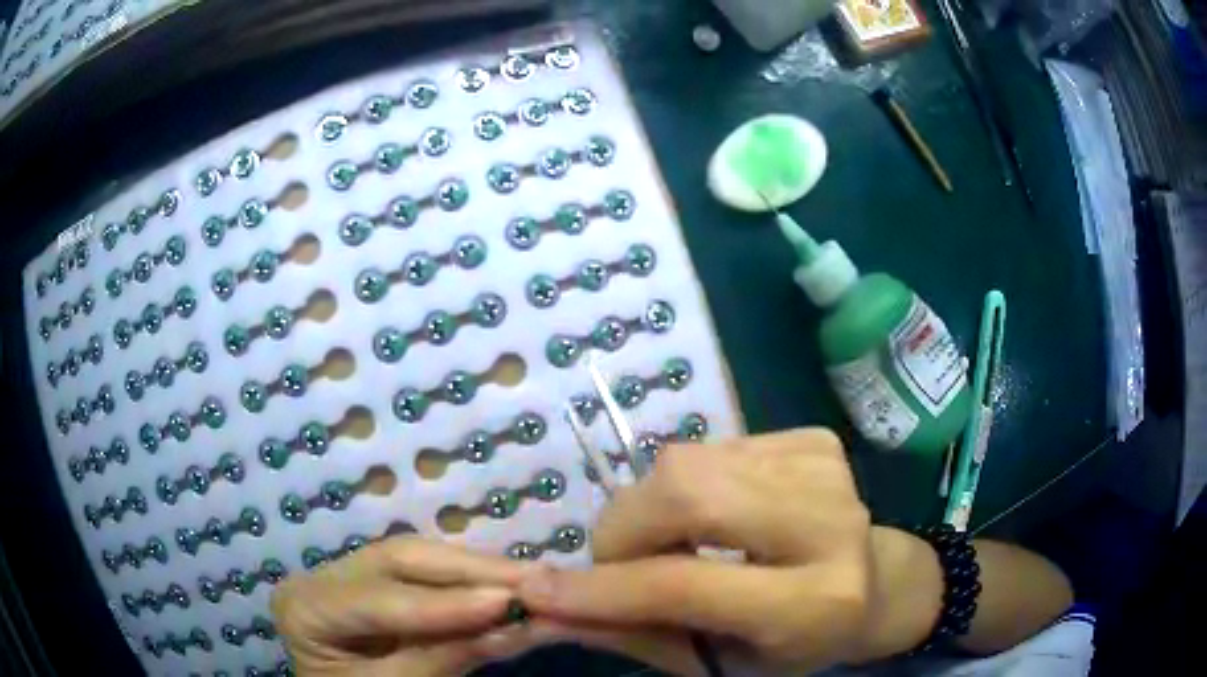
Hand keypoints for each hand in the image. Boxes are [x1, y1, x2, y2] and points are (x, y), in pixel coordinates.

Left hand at [271, 537, 545, 675]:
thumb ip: (444, 659)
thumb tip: (515, 626)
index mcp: (305, 608)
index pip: (380, 602)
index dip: (445, 604)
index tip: (509, 601)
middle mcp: (322, 575)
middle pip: (401, 560)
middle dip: (472, 570)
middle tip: (536, 577)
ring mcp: (348, 571)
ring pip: (418, 556)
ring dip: (477, 569)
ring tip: (531, 577)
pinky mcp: (375, 579)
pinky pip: (425, 572)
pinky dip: (468, 580)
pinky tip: (504, 583)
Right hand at [516, 429, 872, 674]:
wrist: (874, 584)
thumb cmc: (795, 642)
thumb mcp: (720, 661)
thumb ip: (637, 635)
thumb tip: (549, 607)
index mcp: (812, 602)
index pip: (686, 584)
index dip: (602, 587)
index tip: (539, 588)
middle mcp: (828, 525)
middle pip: (689, 494)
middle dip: (624, 527)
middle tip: (616, 562)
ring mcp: (825, 470)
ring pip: (690, 462)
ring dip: (651, 508)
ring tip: (670, 544)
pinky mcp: (815, 440)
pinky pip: (714, 448)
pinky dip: (689, 485)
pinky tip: (716, 516)